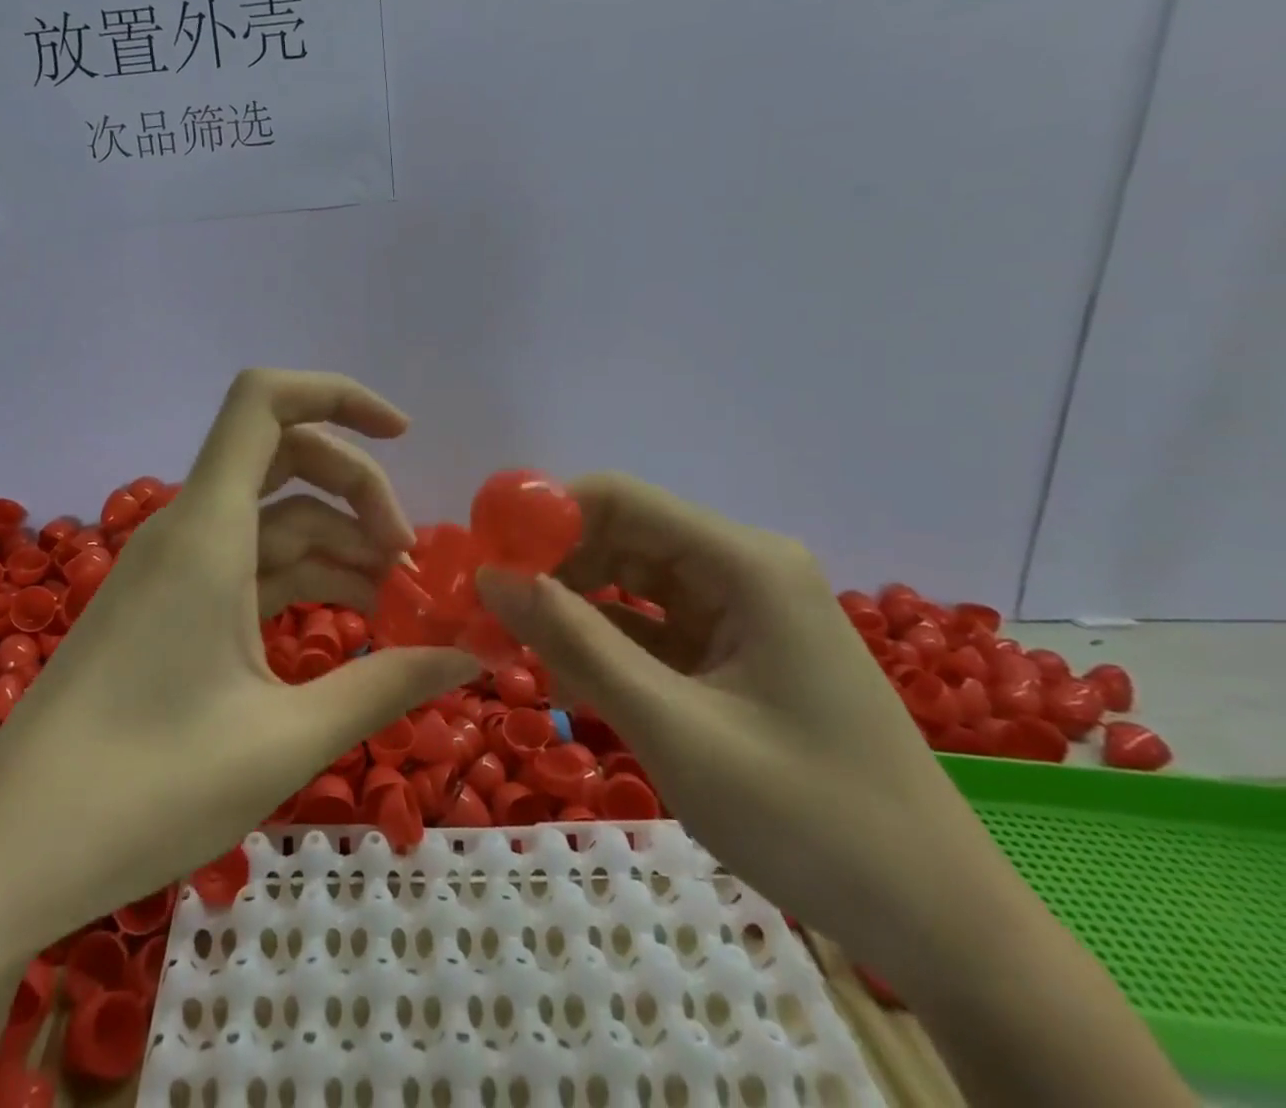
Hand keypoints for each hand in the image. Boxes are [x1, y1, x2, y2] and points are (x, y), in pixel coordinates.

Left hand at [0, 368, 476, 937]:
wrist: (11, 855)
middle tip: (409, 559)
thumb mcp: (285, 739)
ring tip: (397, 605)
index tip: (404, 436)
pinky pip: (249, 565)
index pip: (263, 403)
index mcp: (207, 533)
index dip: (336, 394)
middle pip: (283, 457)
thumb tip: (470, 656)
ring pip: (272, 518)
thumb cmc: (147, 791)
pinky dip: (302, 579)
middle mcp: (187, 531)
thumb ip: (385, 686)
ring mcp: (174, 569)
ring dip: (338, 544)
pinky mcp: (168, 607)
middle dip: (357, 490)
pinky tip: (347, 624)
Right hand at [474, 472, 999, 969]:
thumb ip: (575, 643)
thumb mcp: (672, 727)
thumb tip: (490, 579)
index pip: (619, 499)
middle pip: (622, 536)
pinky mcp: (737, 651)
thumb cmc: (810, 819)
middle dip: (552, 566)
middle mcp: (744, 568)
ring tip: (514, 642)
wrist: (941, 925)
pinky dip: (606, 642)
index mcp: (744, 563)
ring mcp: (743, 611)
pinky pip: (653, 626)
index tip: (483, 557)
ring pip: (631, 582)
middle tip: (486, 610)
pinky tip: (566, 669)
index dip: (544, 516)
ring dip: (572, 606)